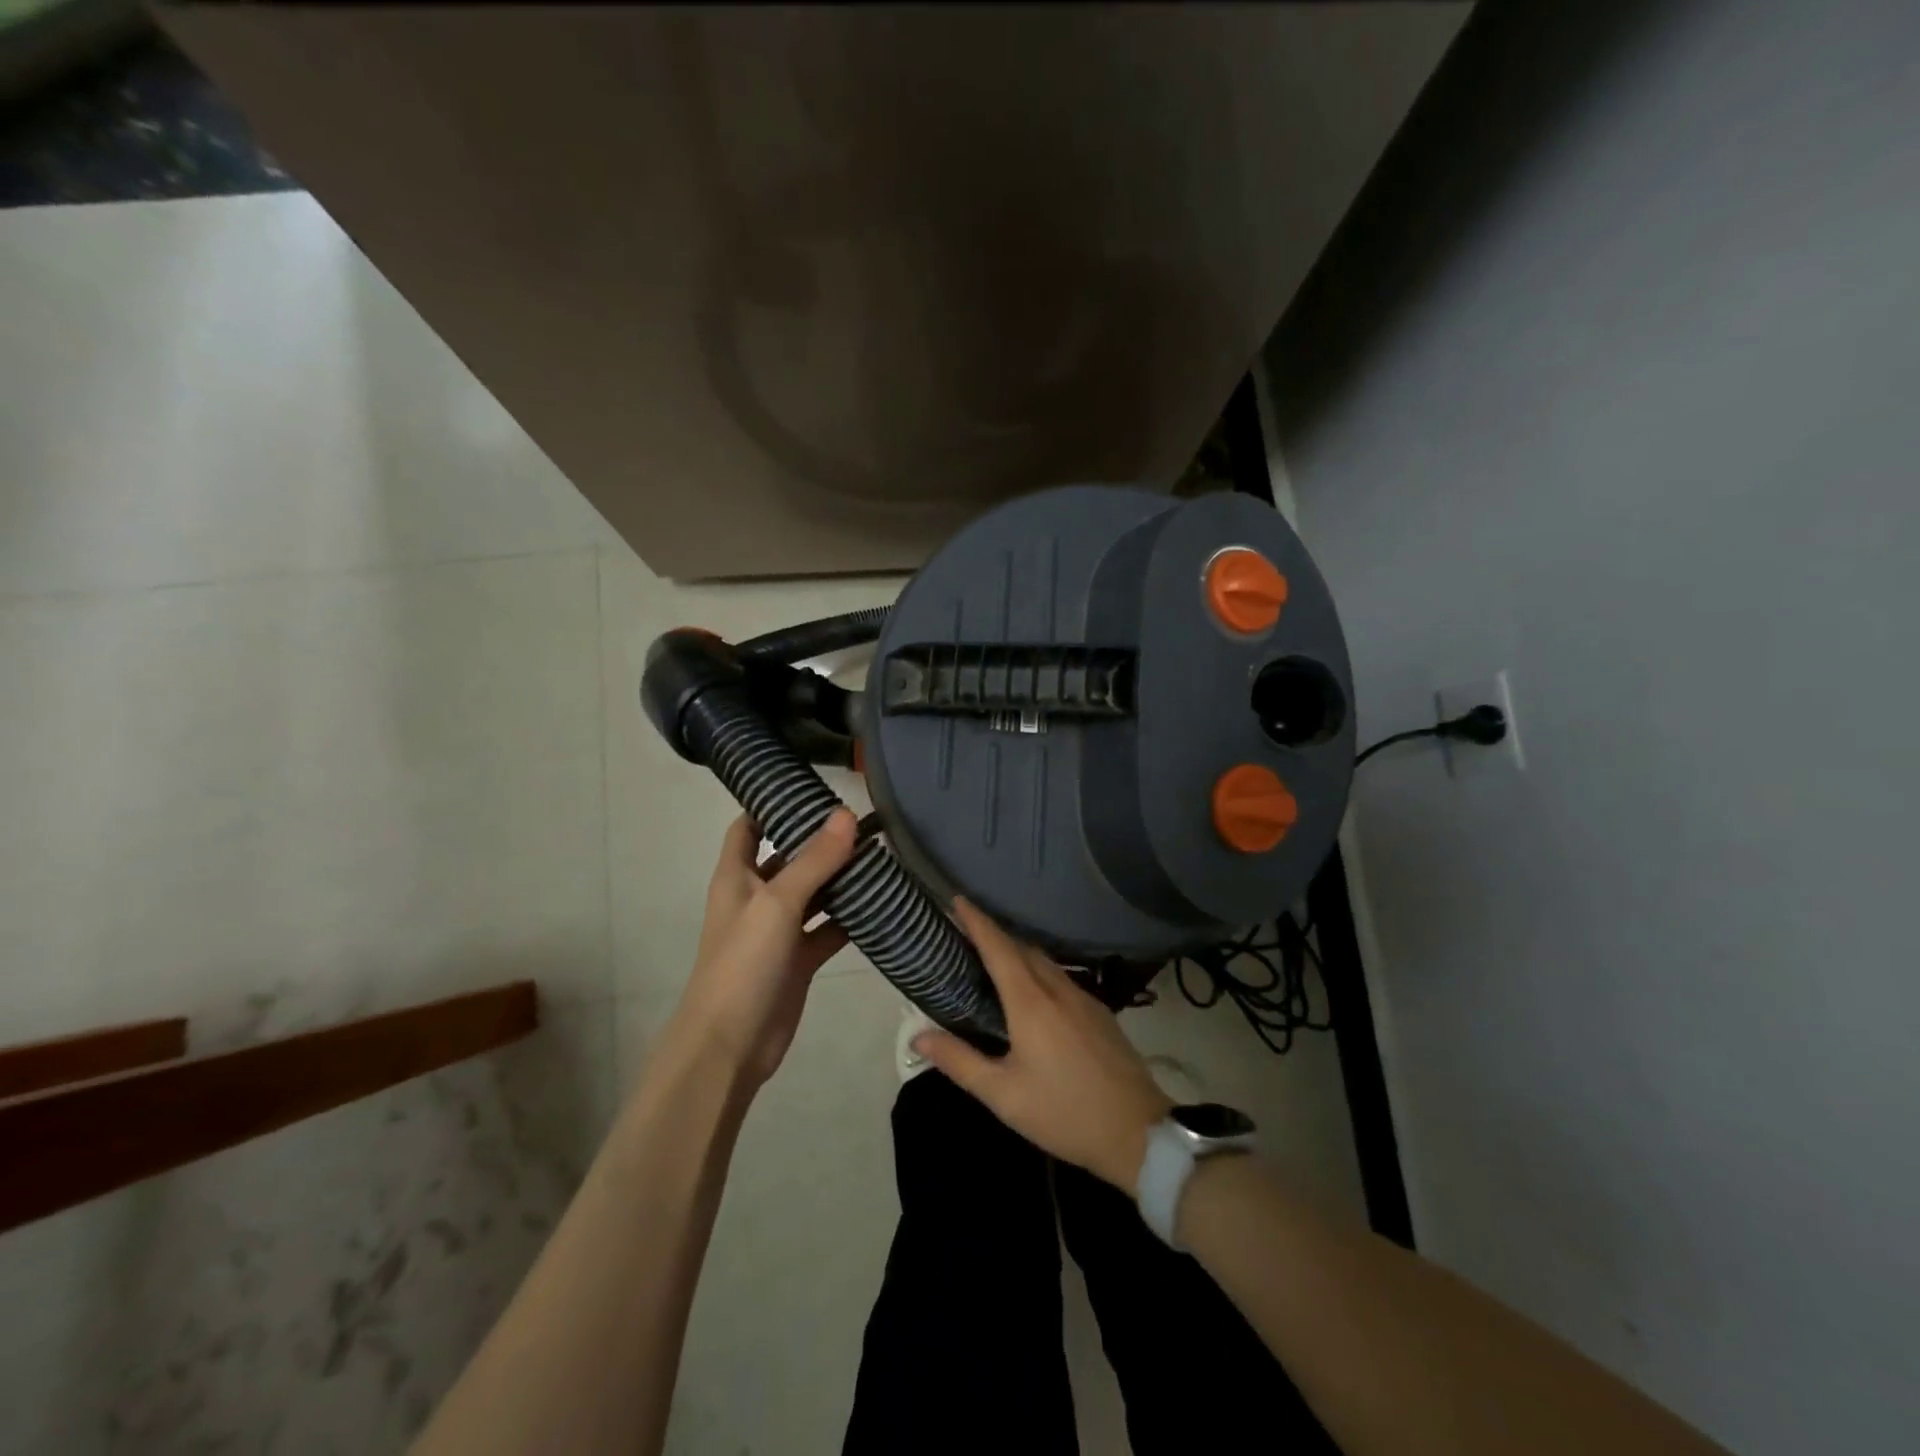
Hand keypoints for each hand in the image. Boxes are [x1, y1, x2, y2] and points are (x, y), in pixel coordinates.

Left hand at [669, 809, 857, 1088]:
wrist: (730, 1045)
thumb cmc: (743, 963)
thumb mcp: (778, 903)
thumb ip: (814, 860)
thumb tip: (846, 814)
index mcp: (737, 875)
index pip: (750, 825)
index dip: (772, 803)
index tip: (812, 785)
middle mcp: (757, 896)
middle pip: (790, 856)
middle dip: (821, 840)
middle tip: (866, 820)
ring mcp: (779, 929)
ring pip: (814, 892)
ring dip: (841, 878)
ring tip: (882, 855)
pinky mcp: (799, 958)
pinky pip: (829, 928)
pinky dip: (851, 917)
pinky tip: (882, 904)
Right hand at [912, 900, 1171, 1189]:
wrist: (1137, 1132)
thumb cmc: (1063, 1112)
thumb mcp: (1003, 1095)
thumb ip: (959, 1061)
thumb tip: (919, 1035)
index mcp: (1030, 1002)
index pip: (998, 947)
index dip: (977, 921)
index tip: (957, 900)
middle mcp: (1057, 988)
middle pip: (1021, 948)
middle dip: (994, 934)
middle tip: (966, 933)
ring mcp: (1084, 998)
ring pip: (1045, 961)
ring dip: (1017, 952)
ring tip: (994, 961)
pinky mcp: (1100, 1011)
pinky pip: (1061, 977)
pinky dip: (1038, 971)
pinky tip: (1033, 993)